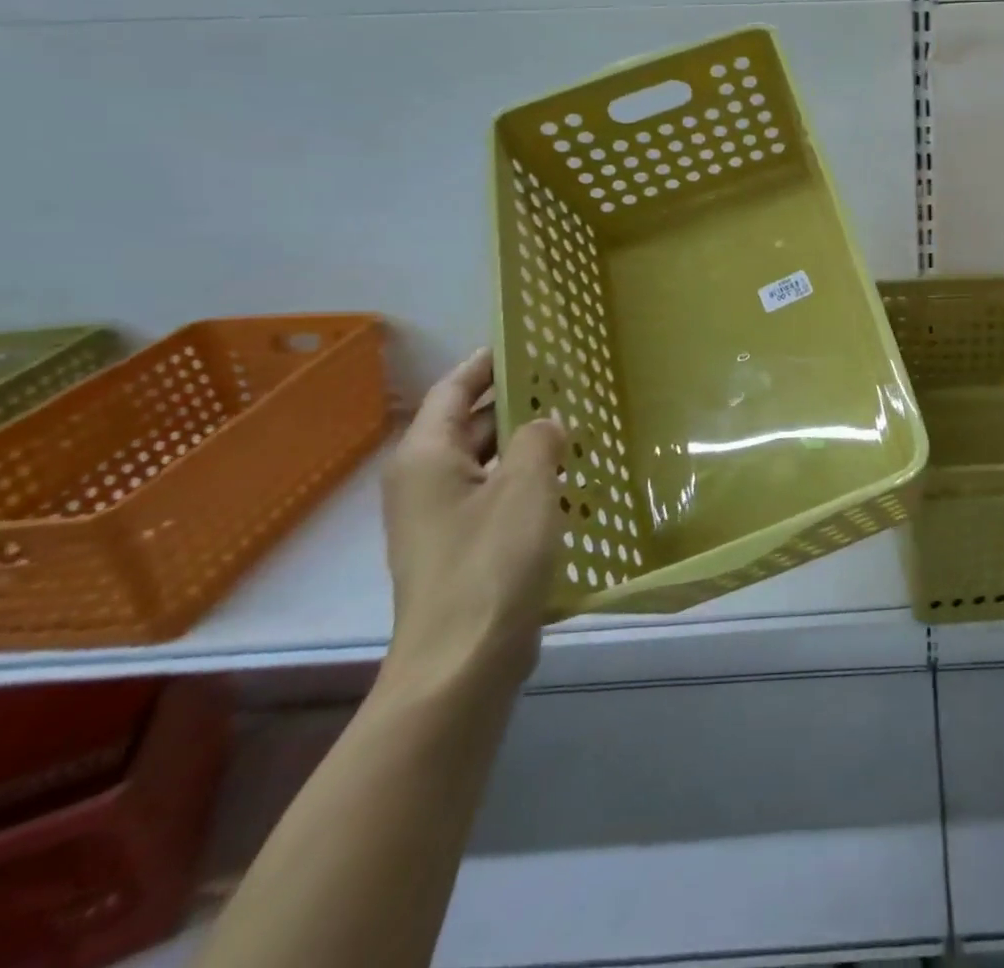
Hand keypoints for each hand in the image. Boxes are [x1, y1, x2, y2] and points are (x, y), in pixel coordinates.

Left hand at [380, 349, 565, 696]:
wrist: (463, 662)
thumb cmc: (491, 562)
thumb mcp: (526, 486)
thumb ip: (539, 440)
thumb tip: (547, 421)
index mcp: (426, 458)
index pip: (453, 390)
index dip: (486, 363)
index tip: (523, 342)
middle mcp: (425, 483)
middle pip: (470, 426)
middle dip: (517, 404)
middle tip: (568, 383)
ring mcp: (442, 520)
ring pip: (488, 464)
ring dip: (528, 446)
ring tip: (578, 427)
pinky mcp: (464, 550)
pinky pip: (497, 497)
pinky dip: (528, 482)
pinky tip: (571, 483)